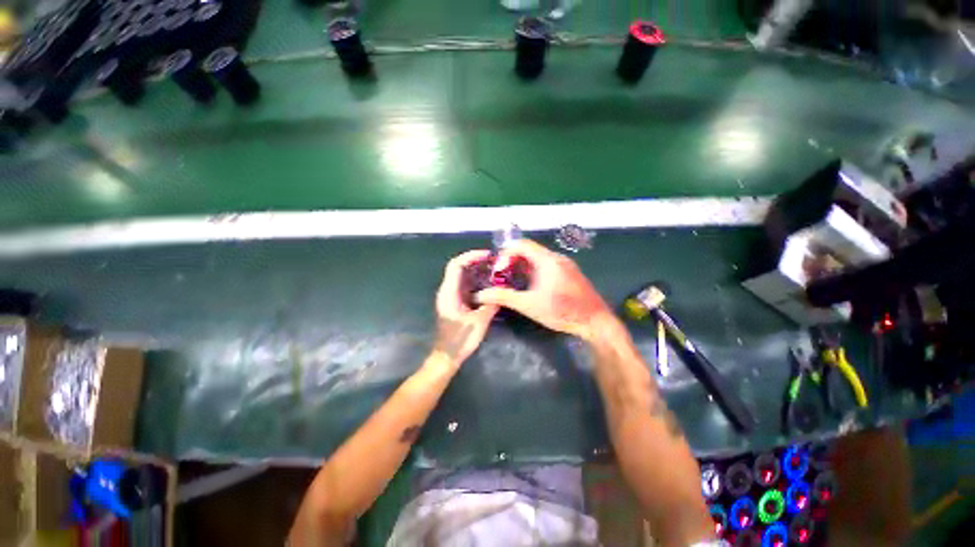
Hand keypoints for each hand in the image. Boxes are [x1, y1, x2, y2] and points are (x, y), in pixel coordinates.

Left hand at [432, 250, 499, 366]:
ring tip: (493, 269)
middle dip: (475, 261)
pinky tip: (489, 284)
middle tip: (493, 261)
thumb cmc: (460, 340)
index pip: (456, 265)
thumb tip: (502, 292)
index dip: (470, 256)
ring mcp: (450, 297)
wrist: (447, 356)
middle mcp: (447, 291)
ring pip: (462, 276)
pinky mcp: (455, 303)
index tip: (487, 255)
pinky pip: (465, 285)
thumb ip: (490, 305)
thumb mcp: (479, 322)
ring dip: (476, 270)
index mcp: (449, 293)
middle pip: (458, 268)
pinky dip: (476, 281)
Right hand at [475, 239, 612, 339]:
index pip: (521, 244)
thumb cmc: (561, 311)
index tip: (499, 271)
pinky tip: (533, 287)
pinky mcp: (570, 273)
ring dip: (524, 267)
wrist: (595, 322)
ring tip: (515, 283)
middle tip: (503, 277)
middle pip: (529, 250)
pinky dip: (535, 271)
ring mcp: (565, 264)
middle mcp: (556, 257)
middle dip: (513, 261)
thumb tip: (481, 294)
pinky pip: (548, 265)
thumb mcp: (528, 305)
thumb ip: (503, 297)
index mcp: (546, 260)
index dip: (505, 254)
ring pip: (538, 258)